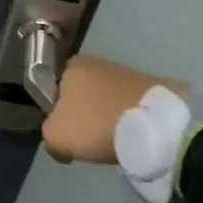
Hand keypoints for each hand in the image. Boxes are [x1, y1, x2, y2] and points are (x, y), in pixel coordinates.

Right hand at [41, 56, 185, 163]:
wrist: (155, 125)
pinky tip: (135, 136)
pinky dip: (130, 119)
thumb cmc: (96, 124)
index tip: (66, 133)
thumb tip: (58, 141)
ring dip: (108, 116)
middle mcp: (96, 61)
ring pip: (107, 99)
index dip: (57, 113)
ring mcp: (127, 71)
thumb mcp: (55, 137)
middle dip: (84, 114)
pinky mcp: (152, 86)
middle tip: (90, 140)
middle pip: (82, 93)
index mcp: (70, 65)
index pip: (54, 88)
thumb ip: (48, 135)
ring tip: (116, 141)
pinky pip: (131, 105)